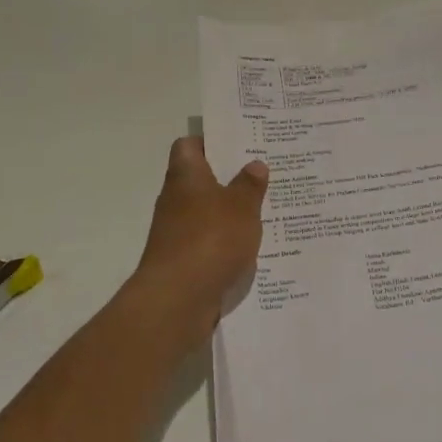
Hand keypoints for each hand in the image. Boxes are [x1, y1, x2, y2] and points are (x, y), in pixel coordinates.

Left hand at [125, 137, 267, 349]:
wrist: (176, 300)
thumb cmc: (209, 240)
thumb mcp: (241, 207)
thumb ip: (249, 185)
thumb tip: (254, 164)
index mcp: (186, 176)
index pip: (189, 145)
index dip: (211, 141)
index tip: (239, 143)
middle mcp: (176, 199)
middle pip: (201, 179)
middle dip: (230, 178)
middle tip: (264, 174)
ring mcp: (176, 232)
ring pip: (207, 212)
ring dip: (231, 212)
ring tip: (266, 209)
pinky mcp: (183, 260)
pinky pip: (208, 242)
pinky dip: (226, 241)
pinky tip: (252, 246)